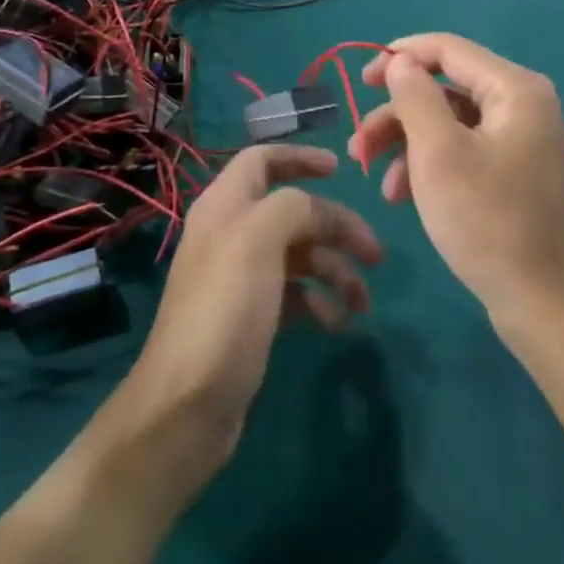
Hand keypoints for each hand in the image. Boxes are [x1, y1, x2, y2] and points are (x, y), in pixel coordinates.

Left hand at [115, 145, 381, 483]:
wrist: (188, 405)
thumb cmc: (225, 309)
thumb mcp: (259, 240)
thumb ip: (293, 207)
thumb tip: (319, 211)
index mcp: (225, 205)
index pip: (262, 160)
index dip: (299, 158)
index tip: (339, 169)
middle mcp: (232, 233)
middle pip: (293, 212)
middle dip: (336, 227)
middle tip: (375, 253)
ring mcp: (242, 277)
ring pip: (301, 255)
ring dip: (335, 271)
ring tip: (362, 302)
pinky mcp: (252, 316)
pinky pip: (296, 294)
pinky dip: (320, 303)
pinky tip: (336, 325)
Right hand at [349, 34, 563, 325]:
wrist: (544, 303)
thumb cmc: (488, 221)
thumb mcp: (438, 153)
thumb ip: (416, 96)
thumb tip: (402, 62)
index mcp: (515, 88)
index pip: (448, 48)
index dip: (400, 56)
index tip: (361, 80)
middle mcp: (523, 104)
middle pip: (446, 88)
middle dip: (397, 114)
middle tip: (358, 143)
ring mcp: (521, 139)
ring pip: (449, 121)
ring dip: (407, 143)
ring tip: (375, 178)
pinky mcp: (514, 170)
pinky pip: (463, 149)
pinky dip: (429, 164)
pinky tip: (402, 195)